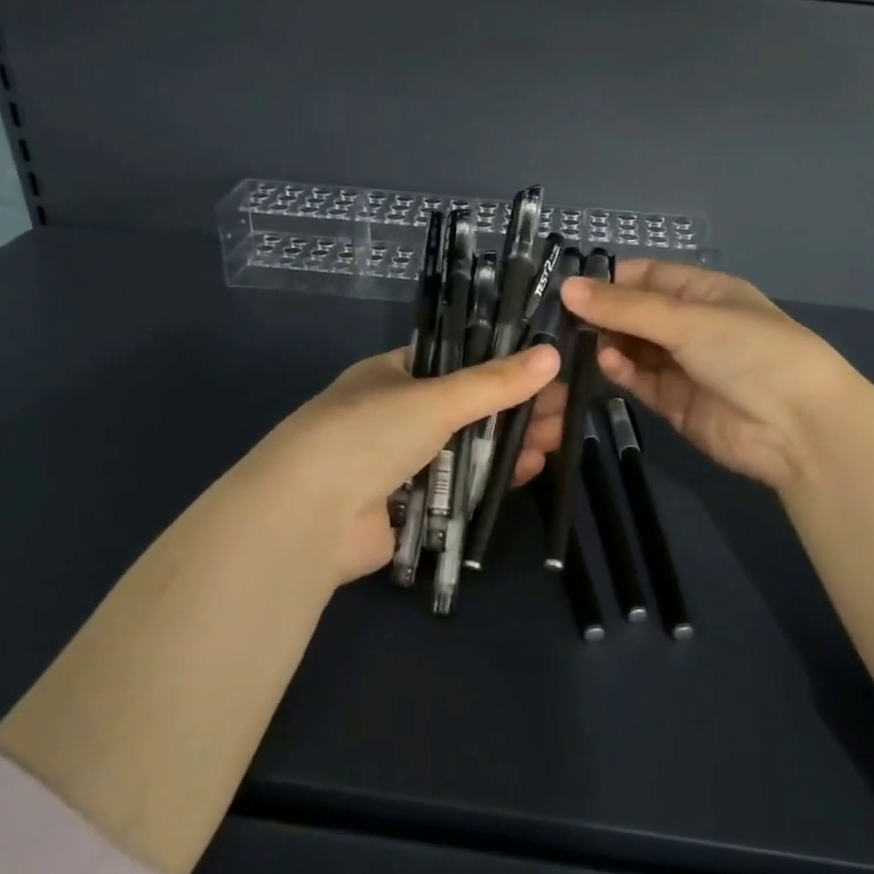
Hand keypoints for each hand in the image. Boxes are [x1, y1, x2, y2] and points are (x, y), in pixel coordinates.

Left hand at [216, 343, 561, 587]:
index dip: (501, 366)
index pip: (455, 362)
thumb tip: (551, 356)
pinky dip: (492, 479)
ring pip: (468, 448)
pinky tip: (530, 471)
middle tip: (565, 411)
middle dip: (516, 409)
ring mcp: (401, 462)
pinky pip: (459, 487)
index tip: (545, 371)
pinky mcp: (408, 506)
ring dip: (511, 444)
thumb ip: (494, 382)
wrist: (308, 517)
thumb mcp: (435, 398)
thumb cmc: (368, 434)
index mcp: (392, 375)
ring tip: (558, 440)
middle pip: (468, 408)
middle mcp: (395, 414)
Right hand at [554, 261, 863, 492]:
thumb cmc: (749, 351)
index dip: (609, 279)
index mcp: (705, 292)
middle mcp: (692, 325)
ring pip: (634, 347)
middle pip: (636, 313)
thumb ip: (626, 307)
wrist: (797, 428)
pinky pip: (640, 380)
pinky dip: (622, 370)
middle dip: (601, 314)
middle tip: (556, 318)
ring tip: (574, 341)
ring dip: (607, 343)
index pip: (648, 276)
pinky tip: (606, 362)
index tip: (567, 286)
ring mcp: (684, 365)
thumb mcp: (688, 319)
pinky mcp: (675, 403)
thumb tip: (567, 288)